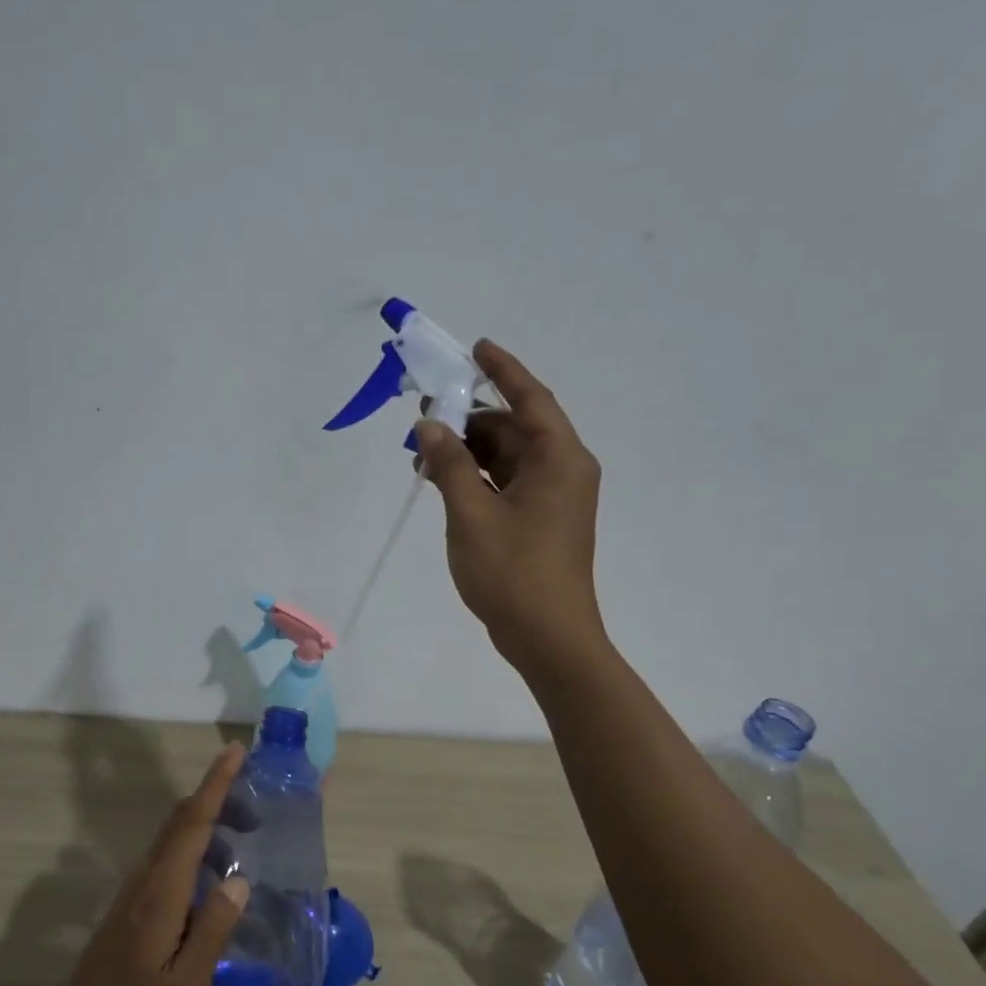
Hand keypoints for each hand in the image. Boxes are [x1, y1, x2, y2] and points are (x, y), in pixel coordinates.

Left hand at [49, 745, 251, 985]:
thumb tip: (238, 878)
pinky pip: (170, 854)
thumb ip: (213, 930)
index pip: (193, 823)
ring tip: (244, 840)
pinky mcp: (135, 900)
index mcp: (163, 891)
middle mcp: (148, 877)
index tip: (235, 751)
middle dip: (218, 798)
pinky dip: (197, 844)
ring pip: (175, 835)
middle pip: (183, 819)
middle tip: (256, 809)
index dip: (216, 784)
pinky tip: (215, 872)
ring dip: (209, 824)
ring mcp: (138, 887)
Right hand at [415, 340, 604, 671]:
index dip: (503, 370)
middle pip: (514, 428)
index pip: (531, 399)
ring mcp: (553, 498)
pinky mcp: (540, 521)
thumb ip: (449, 464)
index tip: (476, 348)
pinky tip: (442, 480)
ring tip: (423, 453)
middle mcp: (562, 470)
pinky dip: (477, 476)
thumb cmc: (513, 572)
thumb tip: (430, 425)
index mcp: (559, 459)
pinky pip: (506, 482)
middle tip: (424, 413)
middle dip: (470, 419)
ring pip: (507, 457)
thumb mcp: (471, 513)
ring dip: (468, 451)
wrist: (548, 638)